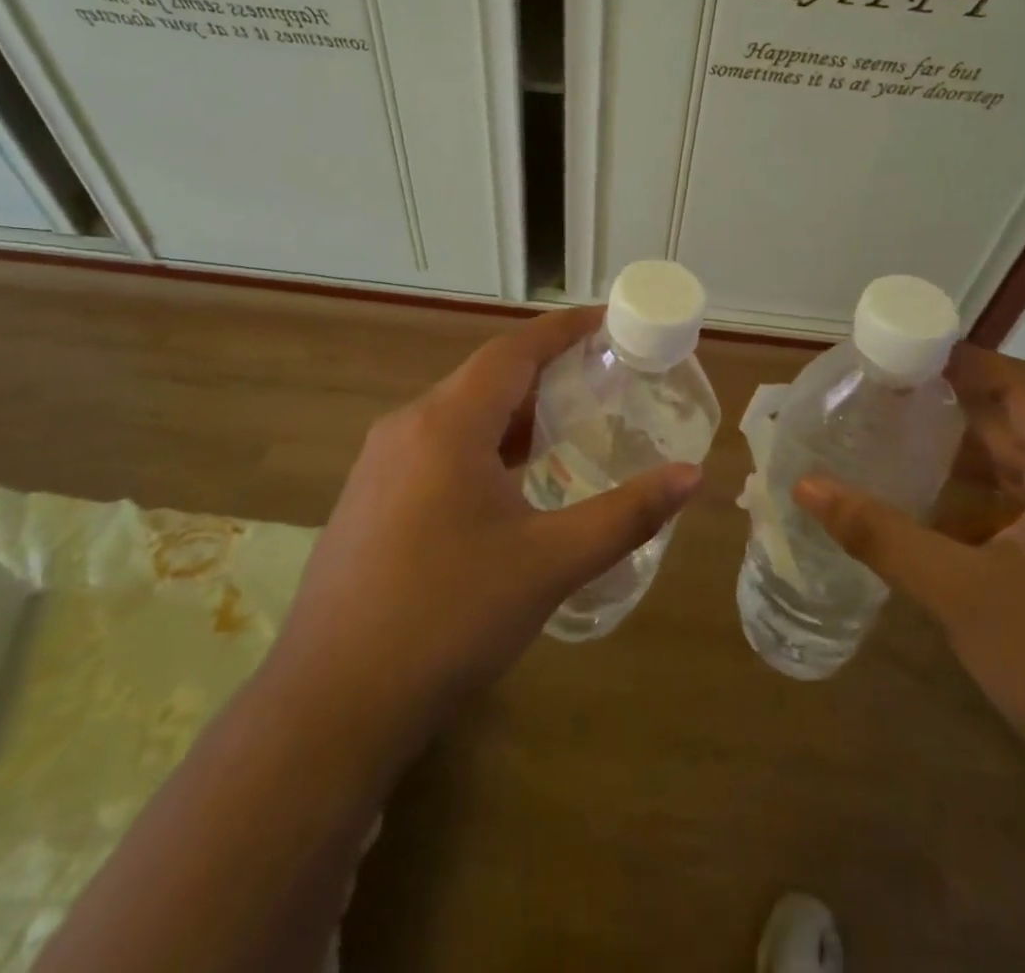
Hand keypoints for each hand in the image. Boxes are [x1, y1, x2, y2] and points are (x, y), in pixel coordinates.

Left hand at [269, 306, 702, 741]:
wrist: (333, 702)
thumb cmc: (450, 618)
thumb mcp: (549, 563)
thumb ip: (626, 515)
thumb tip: (692, 476)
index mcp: (448, 423)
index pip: (514, 350)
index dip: (563, 329)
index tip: (607, 321)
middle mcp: (408, 426)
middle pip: (486, 377)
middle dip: (545, 371)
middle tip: (603, 378)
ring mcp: (380, 463)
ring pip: (459, 414)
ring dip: (513, 413)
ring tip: (569, 424)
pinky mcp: (370, 497)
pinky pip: (437, 447)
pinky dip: (483, 444)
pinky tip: (510, 481)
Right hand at [796, 342, 1024, 833]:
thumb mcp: (963, 596)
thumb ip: (881, 535)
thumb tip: (807, 485)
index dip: (968, 362)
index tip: (905, 352)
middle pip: (1023, 426)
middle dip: (954, 407)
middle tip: (884, 396)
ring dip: (966, 457)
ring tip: (896, 445)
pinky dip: (981, 503)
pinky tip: (934, 519)